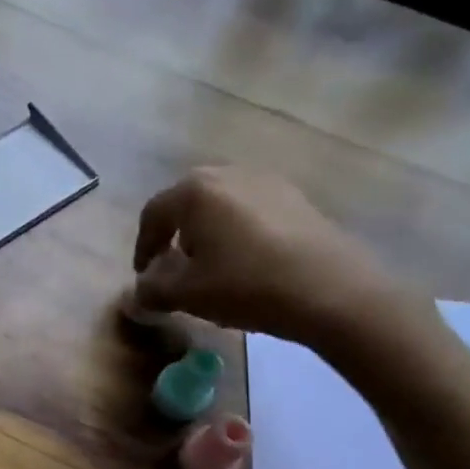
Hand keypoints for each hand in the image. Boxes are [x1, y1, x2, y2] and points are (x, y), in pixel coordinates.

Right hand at [132, 168, 415, 353]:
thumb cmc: (247, 286)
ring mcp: (267, 181)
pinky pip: (251, 211)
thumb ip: (152, 290)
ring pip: (220, 205)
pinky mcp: (296, 197)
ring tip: (211, 267)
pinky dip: (238, 232)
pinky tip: (247, 262)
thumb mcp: (188, 295)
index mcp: (195, 191)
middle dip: (174, 236)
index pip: (153, 214)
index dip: (142, 247)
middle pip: (187, 203)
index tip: (144, 276)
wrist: (332, 291)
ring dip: (207, 233)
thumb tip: (137, 293)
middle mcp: (228, 173)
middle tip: (173, 268)